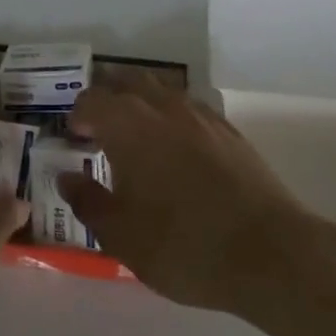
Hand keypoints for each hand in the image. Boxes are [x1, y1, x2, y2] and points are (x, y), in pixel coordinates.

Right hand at [60, 73, 327, 316]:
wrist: (268, 252)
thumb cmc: (183, 245)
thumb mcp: (121, 235)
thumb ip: (87, 202)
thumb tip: (67, 178)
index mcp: (128, 124)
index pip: (91, 100)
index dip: (78, 116)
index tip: (76, 141)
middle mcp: (162, 106)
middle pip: (127, 82)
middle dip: (108, 99)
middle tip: (100, 131)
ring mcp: (200, 114)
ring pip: (161, 91)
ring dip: (141, 104)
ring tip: (136, 140)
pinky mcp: (229, 130)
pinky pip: (189, 108)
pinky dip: (172, 118)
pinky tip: (176, 151)